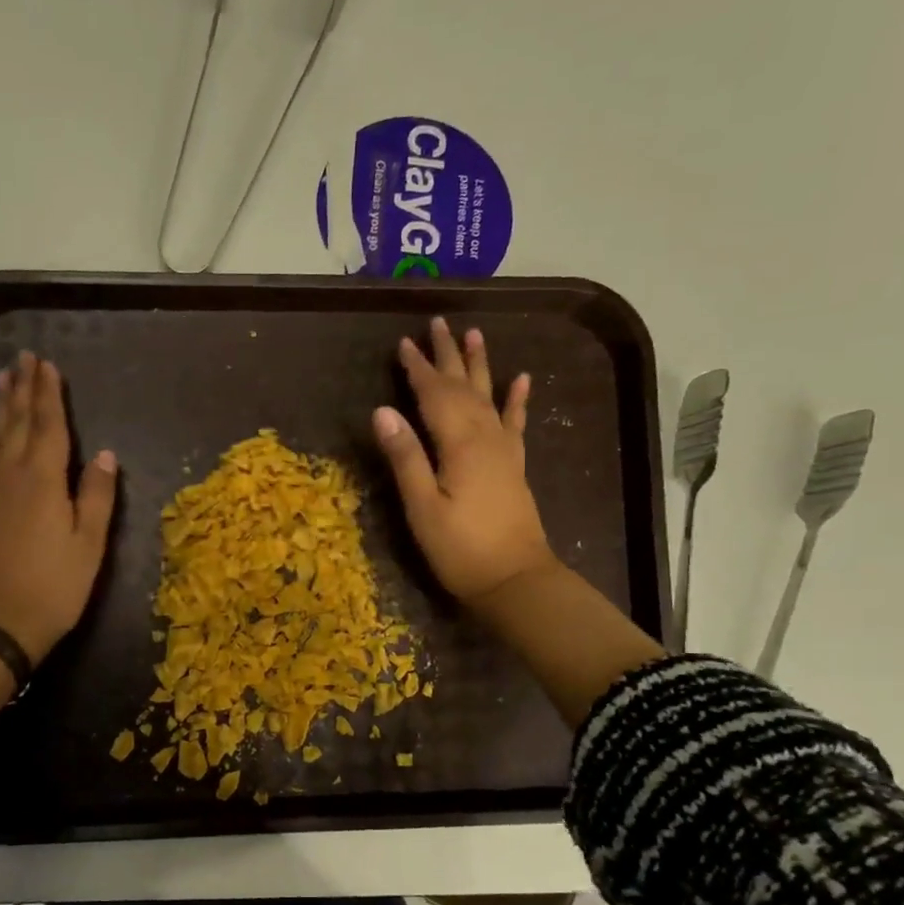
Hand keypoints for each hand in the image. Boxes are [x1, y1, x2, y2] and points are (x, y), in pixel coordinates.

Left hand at [0, 351, 117, 662]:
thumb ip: (98, 497)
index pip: (50, 426)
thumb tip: (106, 455)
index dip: (51, 395)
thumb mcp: (88, 545)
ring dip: (2, 404)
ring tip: (2, 376)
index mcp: (45, 481)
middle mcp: (14, 475)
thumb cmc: (53, 587)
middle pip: (21, 423)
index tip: (48, 365)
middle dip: (25, 389)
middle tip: (25, 356)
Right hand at [374, 319, 556, 606]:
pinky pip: (515, 423)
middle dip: (447, 356)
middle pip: (463, 386)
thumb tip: (382, 410)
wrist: (515, 580)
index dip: (417, 368)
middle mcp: (484, 437)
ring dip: (480, 365)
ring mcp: (503, 450)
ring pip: (489, 396)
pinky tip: (521, 380)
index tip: (404, 342)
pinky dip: (517, 399)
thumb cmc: (461, 549)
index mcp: (458, 444)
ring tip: (476, 335)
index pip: (433, 395)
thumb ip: (405, 457)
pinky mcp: (513, 466)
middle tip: (438, 323)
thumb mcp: (422, 507)